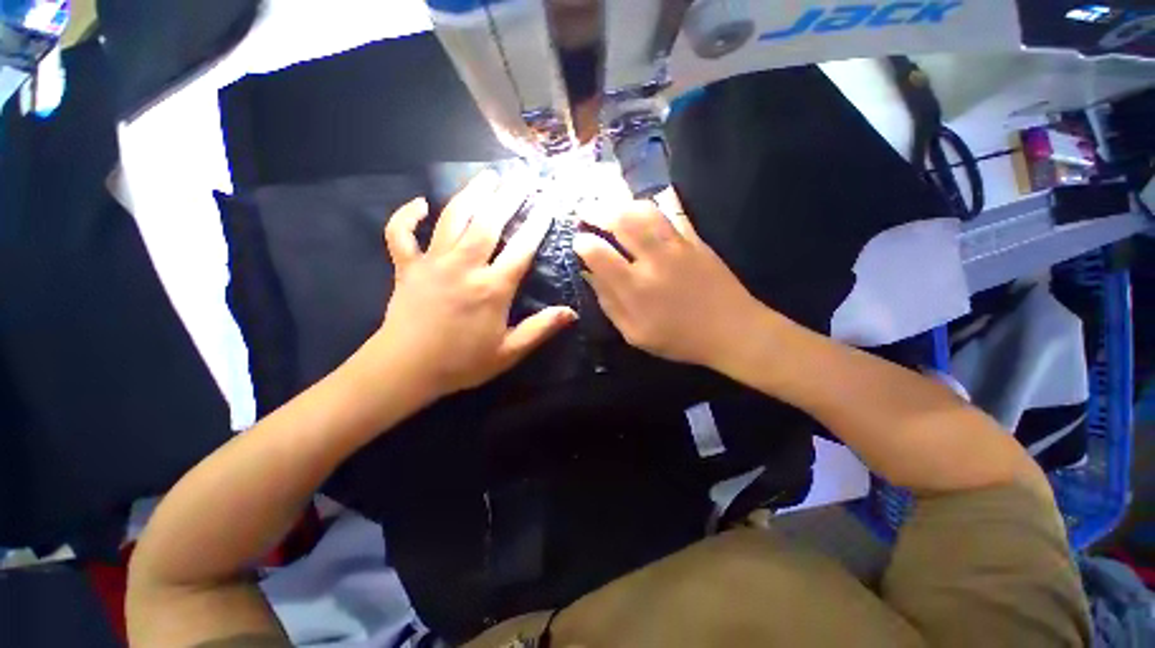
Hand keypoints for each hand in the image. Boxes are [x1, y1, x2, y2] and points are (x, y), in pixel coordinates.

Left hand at [372, 171, 575, 399]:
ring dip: (471, 194)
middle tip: (521, 174)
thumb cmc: (461, 363)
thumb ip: (540, 329)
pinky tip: (419, 204)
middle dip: (508, 196)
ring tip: (487, 176)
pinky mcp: (406, 267)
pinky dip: (406, 215)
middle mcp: (464, 266)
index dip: (538, 224)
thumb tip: (572, 313)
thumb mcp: (508, 352)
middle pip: (489, 223)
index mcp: (492, 288)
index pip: (521, 249)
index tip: (549, 202)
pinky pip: (401, 233)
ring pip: (452, 219)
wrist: (405, 369)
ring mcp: (432, 262)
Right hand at [573, 188, 763, 369]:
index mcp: (635, 288)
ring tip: (610, 207)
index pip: (598, 254)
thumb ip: (609, 303)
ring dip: (621, 204)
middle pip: (620, 221)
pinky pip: (672, 212)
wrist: (731, 330)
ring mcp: (676, 245)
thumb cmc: (679, 338)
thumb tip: (590, 275)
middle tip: (585, 212)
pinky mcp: (695, 239)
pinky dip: (652, 205)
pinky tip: (641, 208)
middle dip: (596, 211)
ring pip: (644, 210)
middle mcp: (653, 260)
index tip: (577, 241)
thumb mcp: (635, 333)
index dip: (582, 243)